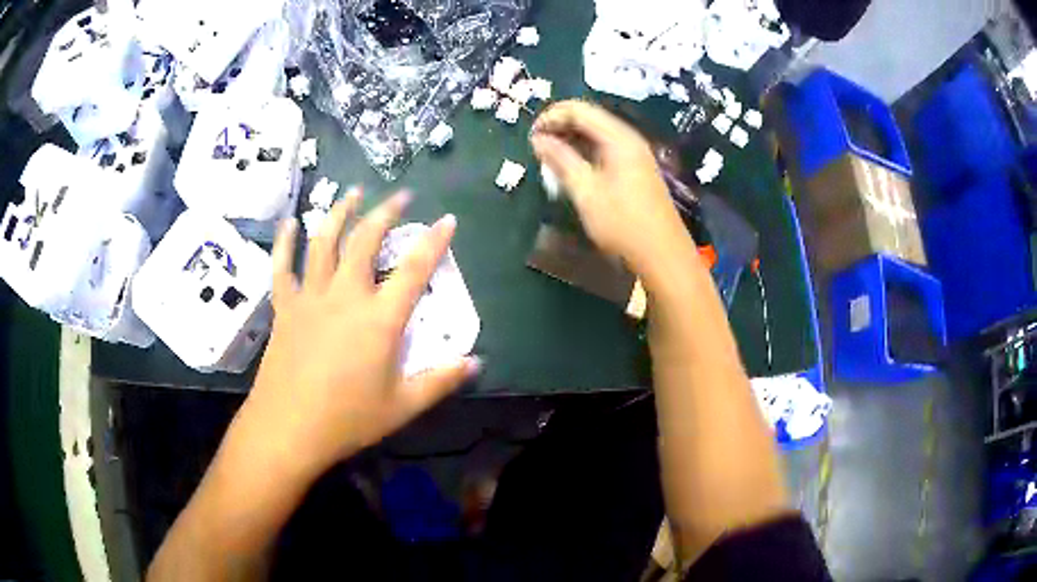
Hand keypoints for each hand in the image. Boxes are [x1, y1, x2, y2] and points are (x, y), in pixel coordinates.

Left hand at [241, 190, 478, 479]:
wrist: (288, 429)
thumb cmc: (347, 420)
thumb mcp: (402, 406)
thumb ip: (440, 380)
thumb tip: (476, 362)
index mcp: (379, 320)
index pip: (414, 270)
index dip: (434, 241)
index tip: (447, 219)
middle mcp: (345, 296)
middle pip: (366, 240)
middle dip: (386, 212)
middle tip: (401, 195)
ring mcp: (311, 297)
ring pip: (324, 242)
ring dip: (340, 212)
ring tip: (352, 191)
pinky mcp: (285, 308)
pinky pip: (282, 267)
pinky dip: (285, 242)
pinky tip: (289, 222)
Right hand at [530, 100, 694, 278]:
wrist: (663, 255)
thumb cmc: (623, 223)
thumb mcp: (586, 192)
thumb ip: (561, 160)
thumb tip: (538, 139)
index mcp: (619, 138)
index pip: (579, 110)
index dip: (551, 116)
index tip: (531, 135)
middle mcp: (629, 139)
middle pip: (590, 119)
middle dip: (560, 127)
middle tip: (538, 147)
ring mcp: (635, 155)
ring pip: (597, 135)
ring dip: (571, 141)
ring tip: (550, 159)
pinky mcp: (636, 170)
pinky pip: (605, 150)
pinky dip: (585, 153)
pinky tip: (573, 169)